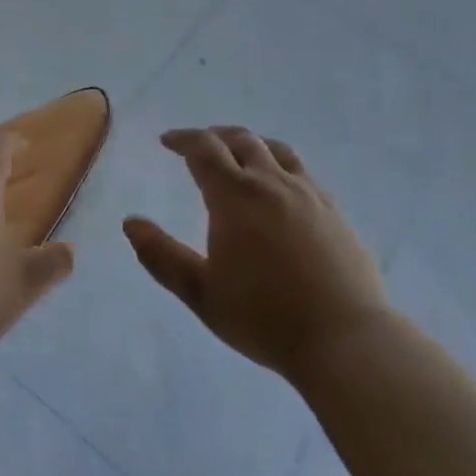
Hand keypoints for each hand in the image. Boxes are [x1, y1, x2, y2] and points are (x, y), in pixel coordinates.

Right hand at [125, 128, 387, 382]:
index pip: (204, 149)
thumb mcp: (201, 293)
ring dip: (250, 144)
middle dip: (214, 136)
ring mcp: (308, 193)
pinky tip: (279, 187)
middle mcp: (272, 183)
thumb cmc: (264, 318)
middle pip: (241, 140)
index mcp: (235, 197)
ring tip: (238, 155)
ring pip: (276, 150)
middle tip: (197, 145)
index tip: (167, 141)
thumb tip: (130, 222)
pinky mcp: (334, 210)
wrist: (345, 339)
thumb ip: (162, 256)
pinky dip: (279, 164)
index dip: (183, 139)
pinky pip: (302, 171)